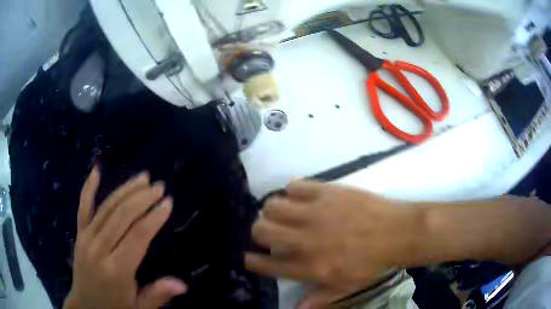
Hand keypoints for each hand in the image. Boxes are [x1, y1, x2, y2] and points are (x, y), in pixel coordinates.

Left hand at [63, 167, 186, 308]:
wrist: (85, 306)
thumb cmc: (115, 308)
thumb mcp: (139, 308)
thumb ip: (157, 295)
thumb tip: (182, 285)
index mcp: (116, 270)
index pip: (137, 236)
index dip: (153, 217)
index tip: (167, 202)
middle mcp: (99, 249)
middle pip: (121, 216)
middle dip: (142, 198)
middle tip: (159, 186)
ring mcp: (86, 238)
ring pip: (106, 207)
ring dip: (125, 190)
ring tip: (142, 177)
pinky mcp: (79, 234)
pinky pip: (83, 207)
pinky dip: (89, 187)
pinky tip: (96, 170)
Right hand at [245, 181, 419, 308]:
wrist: (396, 232)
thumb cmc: (371, 263)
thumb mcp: (344, 286)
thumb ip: (317, 299)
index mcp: (310, 266)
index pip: (268, 264)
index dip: (252, 261)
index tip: (248, 256)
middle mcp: (306, 240)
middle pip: (261, 230)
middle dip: (259, 232)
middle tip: (270, 232)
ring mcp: (315, 213)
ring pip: (273, 205)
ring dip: (273, 210)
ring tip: (284, 213)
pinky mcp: (326, 192)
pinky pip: (295, 186)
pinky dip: (293, 191)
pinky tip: (301, 197)